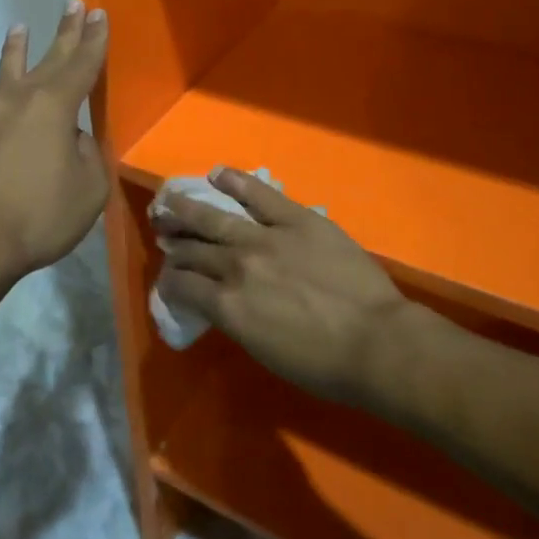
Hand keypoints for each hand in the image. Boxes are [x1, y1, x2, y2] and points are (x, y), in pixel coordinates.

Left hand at [0, 0, 108, 289]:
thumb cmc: (37, 215)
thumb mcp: (88, 189)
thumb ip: (87, 154)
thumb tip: (71, 139)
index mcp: (54, 106)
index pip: (82, 64)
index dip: (94, 39)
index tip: (99, 14)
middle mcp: (19, 98)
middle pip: (49, 57)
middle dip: (65, 31)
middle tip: (74, 3)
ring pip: (9, 71)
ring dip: (19, 48)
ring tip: (20, 27)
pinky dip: (3, 88)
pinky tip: (2, 94)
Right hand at [152, 168, 413, 406]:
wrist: (376, 342)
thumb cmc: (324, 365)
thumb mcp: (264, 351)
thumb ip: (235, 319)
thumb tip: (220, 300)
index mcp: (227, 306)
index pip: (182, 285)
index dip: (170, 281)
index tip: (169, 278)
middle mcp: (236, 266)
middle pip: (193, 250)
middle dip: (173, 243)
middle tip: (162, 233)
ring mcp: (265, 237)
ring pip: (214, 218)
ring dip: (187, 210)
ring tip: (170, 202)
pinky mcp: (295, 218)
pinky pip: (259, 194)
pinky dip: (236, 182)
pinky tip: (218, 174)